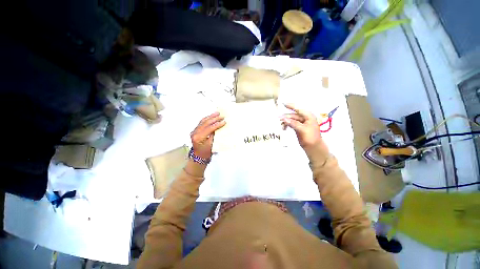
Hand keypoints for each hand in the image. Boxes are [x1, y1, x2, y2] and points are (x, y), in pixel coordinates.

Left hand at [190, 112, 224, 159]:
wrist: (198, 156)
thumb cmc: (206, 152)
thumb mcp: (212, 145)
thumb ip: (214, 135)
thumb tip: (219, 127)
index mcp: (199, 137)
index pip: (209, 128)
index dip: (217, 124)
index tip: (224, 122)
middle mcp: (195, 132)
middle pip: (205, 123)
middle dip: (214, 118)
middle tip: (222, 116)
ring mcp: (194, 131)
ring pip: (203, 121)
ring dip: (210, 116)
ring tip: (217, 113)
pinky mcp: (195, 130)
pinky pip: (201, 122)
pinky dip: (207, 118)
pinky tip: (211, 116)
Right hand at [280, 104, 322, 148]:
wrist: (313, 147)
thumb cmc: (310, 137)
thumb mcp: (302, 130)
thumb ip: (293, 123)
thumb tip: (284, 118)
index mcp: (308, 116)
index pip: (298, 109)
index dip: (290, 106)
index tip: (282, 103)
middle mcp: (305, 118)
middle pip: (293, 115)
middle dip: (286, 116)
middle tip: (278, 118)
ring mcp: (301, 123)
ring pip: (291, 119)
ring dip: (286, 121)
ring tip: (280, 125)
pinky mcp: (298, 127)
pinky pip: (291, 124)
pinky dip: (287, 125)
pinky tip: (284, 128)